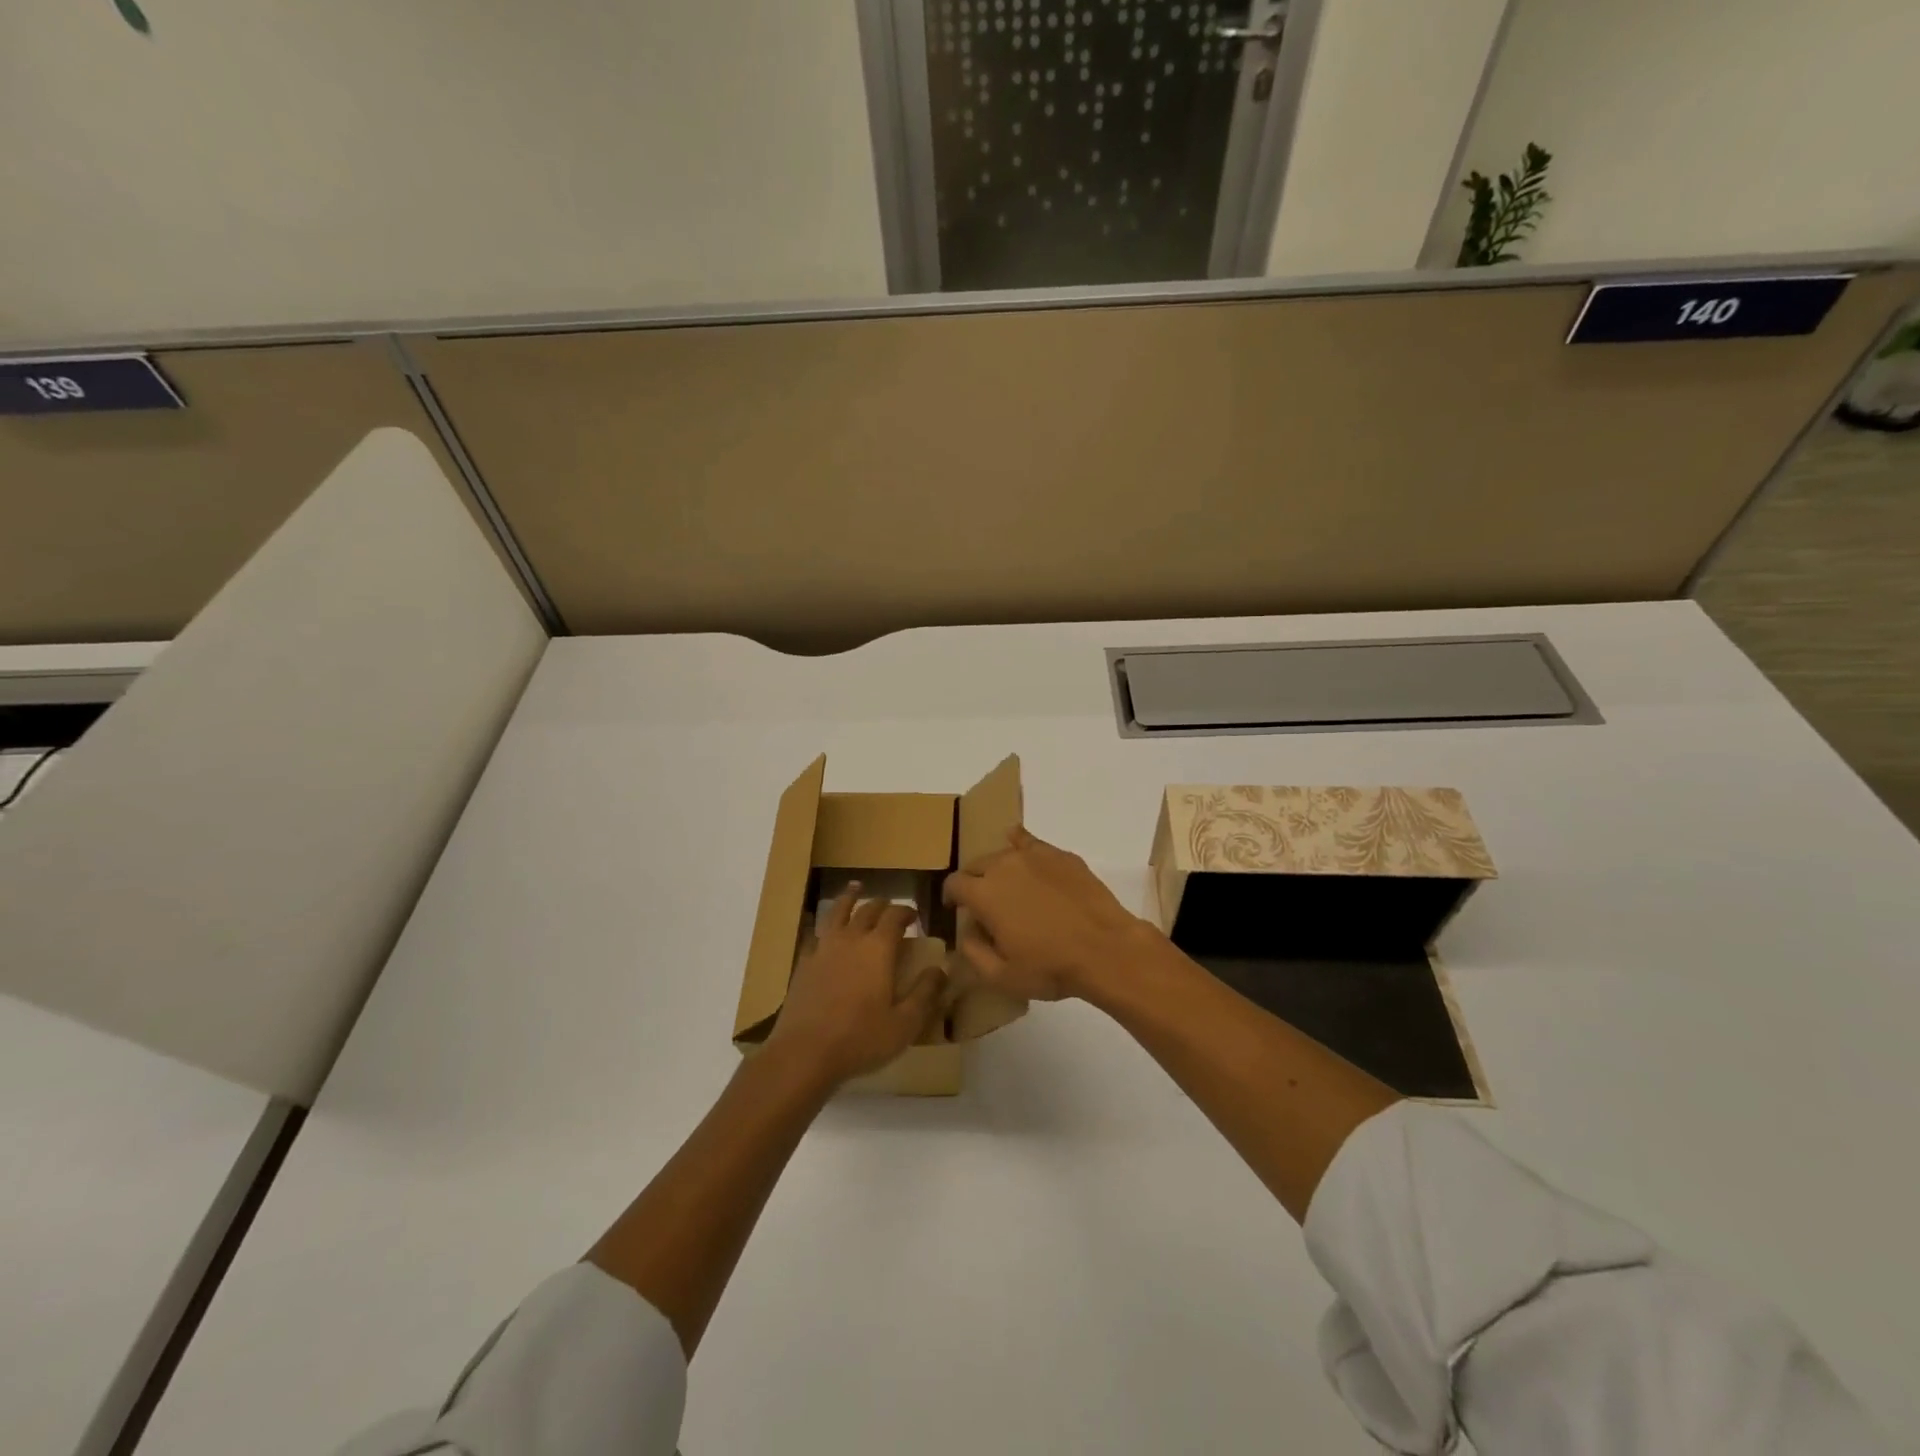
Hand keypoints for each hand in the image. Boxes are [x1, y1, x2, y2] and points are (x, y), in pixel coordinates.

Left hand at [764, 885, 946, 1086]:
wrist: (804, 1053)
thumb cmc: (861, 1039)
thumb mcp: (905, 1024)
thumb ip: (925, 994)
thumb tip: (940, 969)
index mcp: (878, 948)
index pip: (895, 916)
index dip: (906, 912)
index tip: (914, 916)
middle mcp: (851, 939)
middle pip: (867, 910)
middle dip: (882, 905)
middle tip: (890, 908)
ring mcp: (823, 948)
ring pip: (838, 912)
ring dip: (849, 899)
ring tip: (855, 889)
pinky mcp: (803, 963)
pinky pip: (816, 934)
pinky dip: (825, 926)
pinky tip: (824, 931)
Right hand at [942, 827, 1165, 1002]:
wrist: (1106, 948)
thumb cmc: (1050, 967)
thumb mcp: (1002, 976)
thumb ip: (973, 953)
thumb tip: (967, 933)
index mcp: (983, 894)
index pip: (954, 884)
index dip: (950, 896)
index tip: (955, 909)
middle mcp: (1003, 865)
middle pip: (976, 865)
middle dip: (973, 882)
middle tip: (983, 904)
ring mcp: (1033, 856)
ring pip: (1003, 854)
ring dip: (997, 868)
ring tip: (1007, 886)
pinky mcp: (1060, 855)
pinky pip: (1030, 842)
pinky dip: (1020, 844)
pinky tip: (1021, 847)